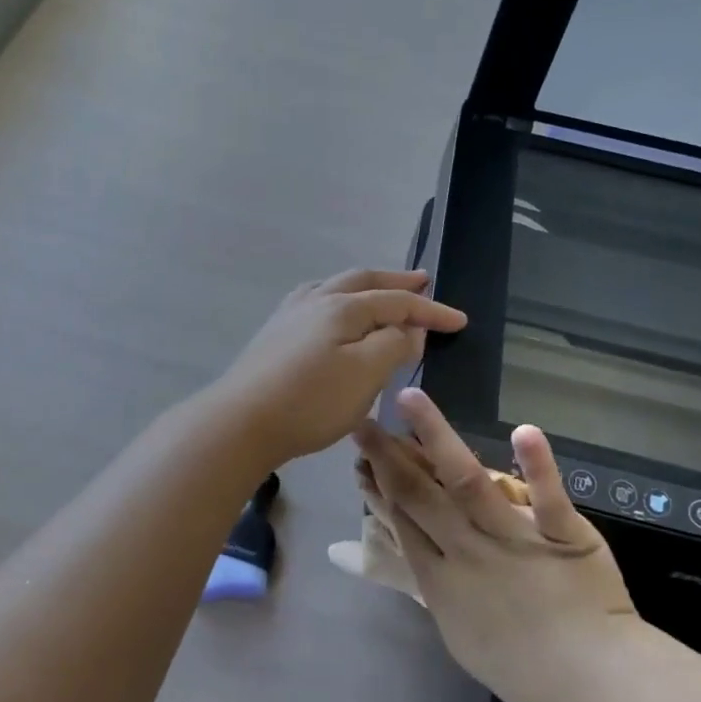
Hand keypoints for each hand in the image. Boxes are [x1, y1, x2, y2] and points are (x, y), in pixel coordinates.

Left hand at [210, 269, 466, 467]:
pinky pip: (315, 302)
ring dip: (365, 287)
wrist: (240, 422)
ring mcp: (289, 315)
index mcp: (342, 307)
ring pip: (335, 287)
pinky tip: (332, 314)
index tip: (459, 321)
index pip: (397, 301)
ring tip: (381, 291)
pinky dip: (337, 299)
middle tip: (423, 279)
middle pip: (363, 281)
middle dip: (396, 281)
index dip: (430, 310)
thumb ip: (393, 346)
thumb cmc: (310, 401)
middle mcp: (315, 300)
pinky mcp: (274, 334)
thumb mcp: (365, 375)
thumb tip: (408, 329)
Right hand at [352, 387, 637, 701]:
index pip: (401, 519)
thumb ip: (439, 587)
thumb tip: (422, 551)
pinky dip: (538, 465)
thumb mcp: (460, 634)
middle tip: (363, 422)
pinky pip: (547, 497)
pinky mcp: (561, 534)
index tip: (360, 457)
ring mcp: (513, 539)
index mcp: (440, 579)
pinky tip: (524, 430)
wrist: (591, 686)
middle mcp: (467, 551)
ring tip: (410, 398)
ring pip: (466, 481)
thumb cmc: (521, 667)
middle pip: (418, 494)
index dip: (377, 485)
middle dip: (387, 455)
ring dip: (436, 436)